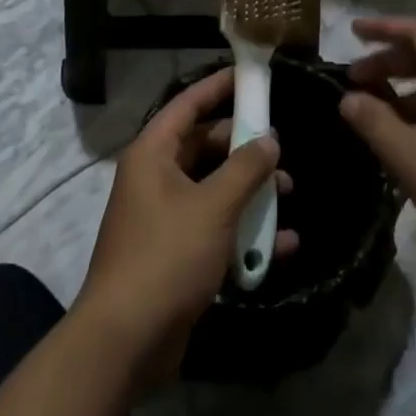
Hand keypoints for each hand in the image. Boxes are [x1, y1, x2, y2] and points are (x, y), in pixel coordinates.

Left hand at [75, 69, 297, 387]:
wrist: (126, 339)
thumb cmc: (167, 256)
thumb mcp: (213, 206)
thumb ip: (245, 168)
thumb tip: (269, 139)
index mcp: (153, 154)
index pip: (188, 105)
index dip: (218, 87)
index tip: (251, 75)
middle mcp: (156, 179)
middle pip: (205, 147)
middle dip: (244, 148)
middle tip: (281, 147)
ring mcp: (165, 218)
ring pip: (214, 190)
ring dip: (250, 192)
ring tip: (289, 194)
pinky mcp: (175, 254)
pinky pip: (215, 229)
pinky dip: (244, 232)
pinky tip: (282, 244)